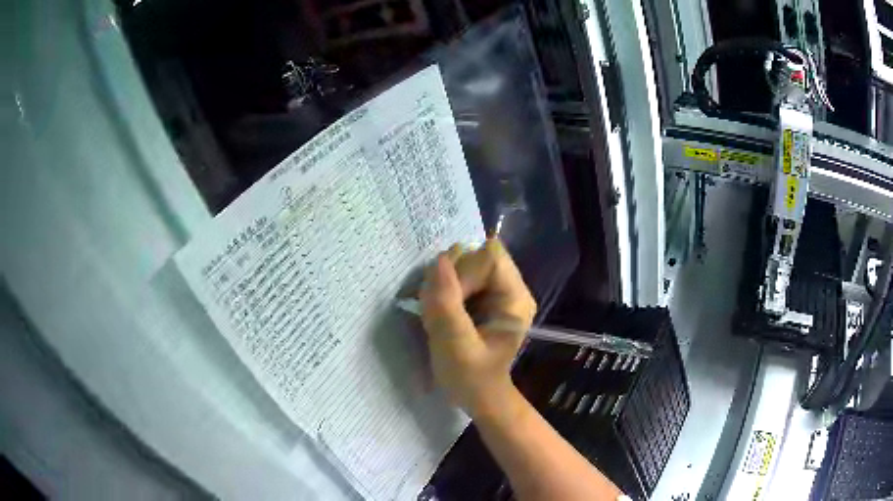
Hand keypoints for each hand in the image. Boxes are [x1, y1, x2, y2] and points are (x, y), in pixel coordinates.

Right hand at [419, 239, 536, 417]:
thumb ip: (446, 303)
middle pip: (477, 255)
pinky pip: (459, 275)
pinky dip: (443, 288)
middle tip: (437, 307)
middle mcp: (510, 287)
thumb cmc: (471, 377)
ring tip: (437, 312)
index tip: (447, 301)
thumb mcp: (455, 345)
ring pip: (465, 263)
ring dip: (444, 283)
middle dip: (451, 277)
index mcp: (515, 298)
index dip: (463, 271)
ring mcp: (496, 290)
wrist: (477, 395)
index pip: (490, 258)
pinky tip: (440, 312)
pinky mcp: (481, 295)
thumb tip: (439, 260)